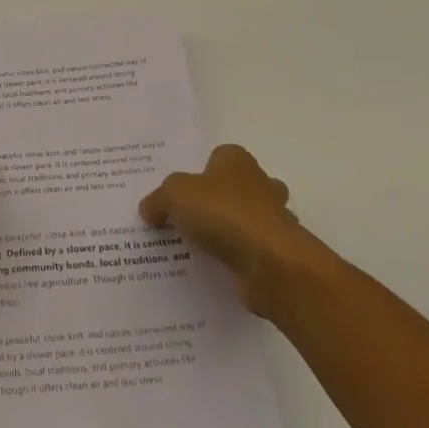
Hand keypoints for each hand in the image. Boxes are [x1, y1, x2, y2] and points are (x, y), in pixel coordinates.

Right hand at [140, 144, 312, 313]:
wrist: (271, 263)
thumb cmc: (223, 213)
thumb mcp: (175, 195)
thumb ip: (159, 199)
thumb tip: (148, 209)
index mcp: (237, 160)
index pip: (216, 157)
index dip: (198, 173)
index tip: (179, 194)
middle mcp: (260, 182)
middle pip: (235, 187)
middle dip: (218, 201)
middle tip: (188, 220)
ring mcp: (275, 218)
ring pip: (248, 219)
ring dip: (230, 231)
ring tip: (198, 248)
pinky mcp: (279, 252)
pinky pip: (253, 250)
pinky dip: (238, 258)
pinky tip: (215, 270)